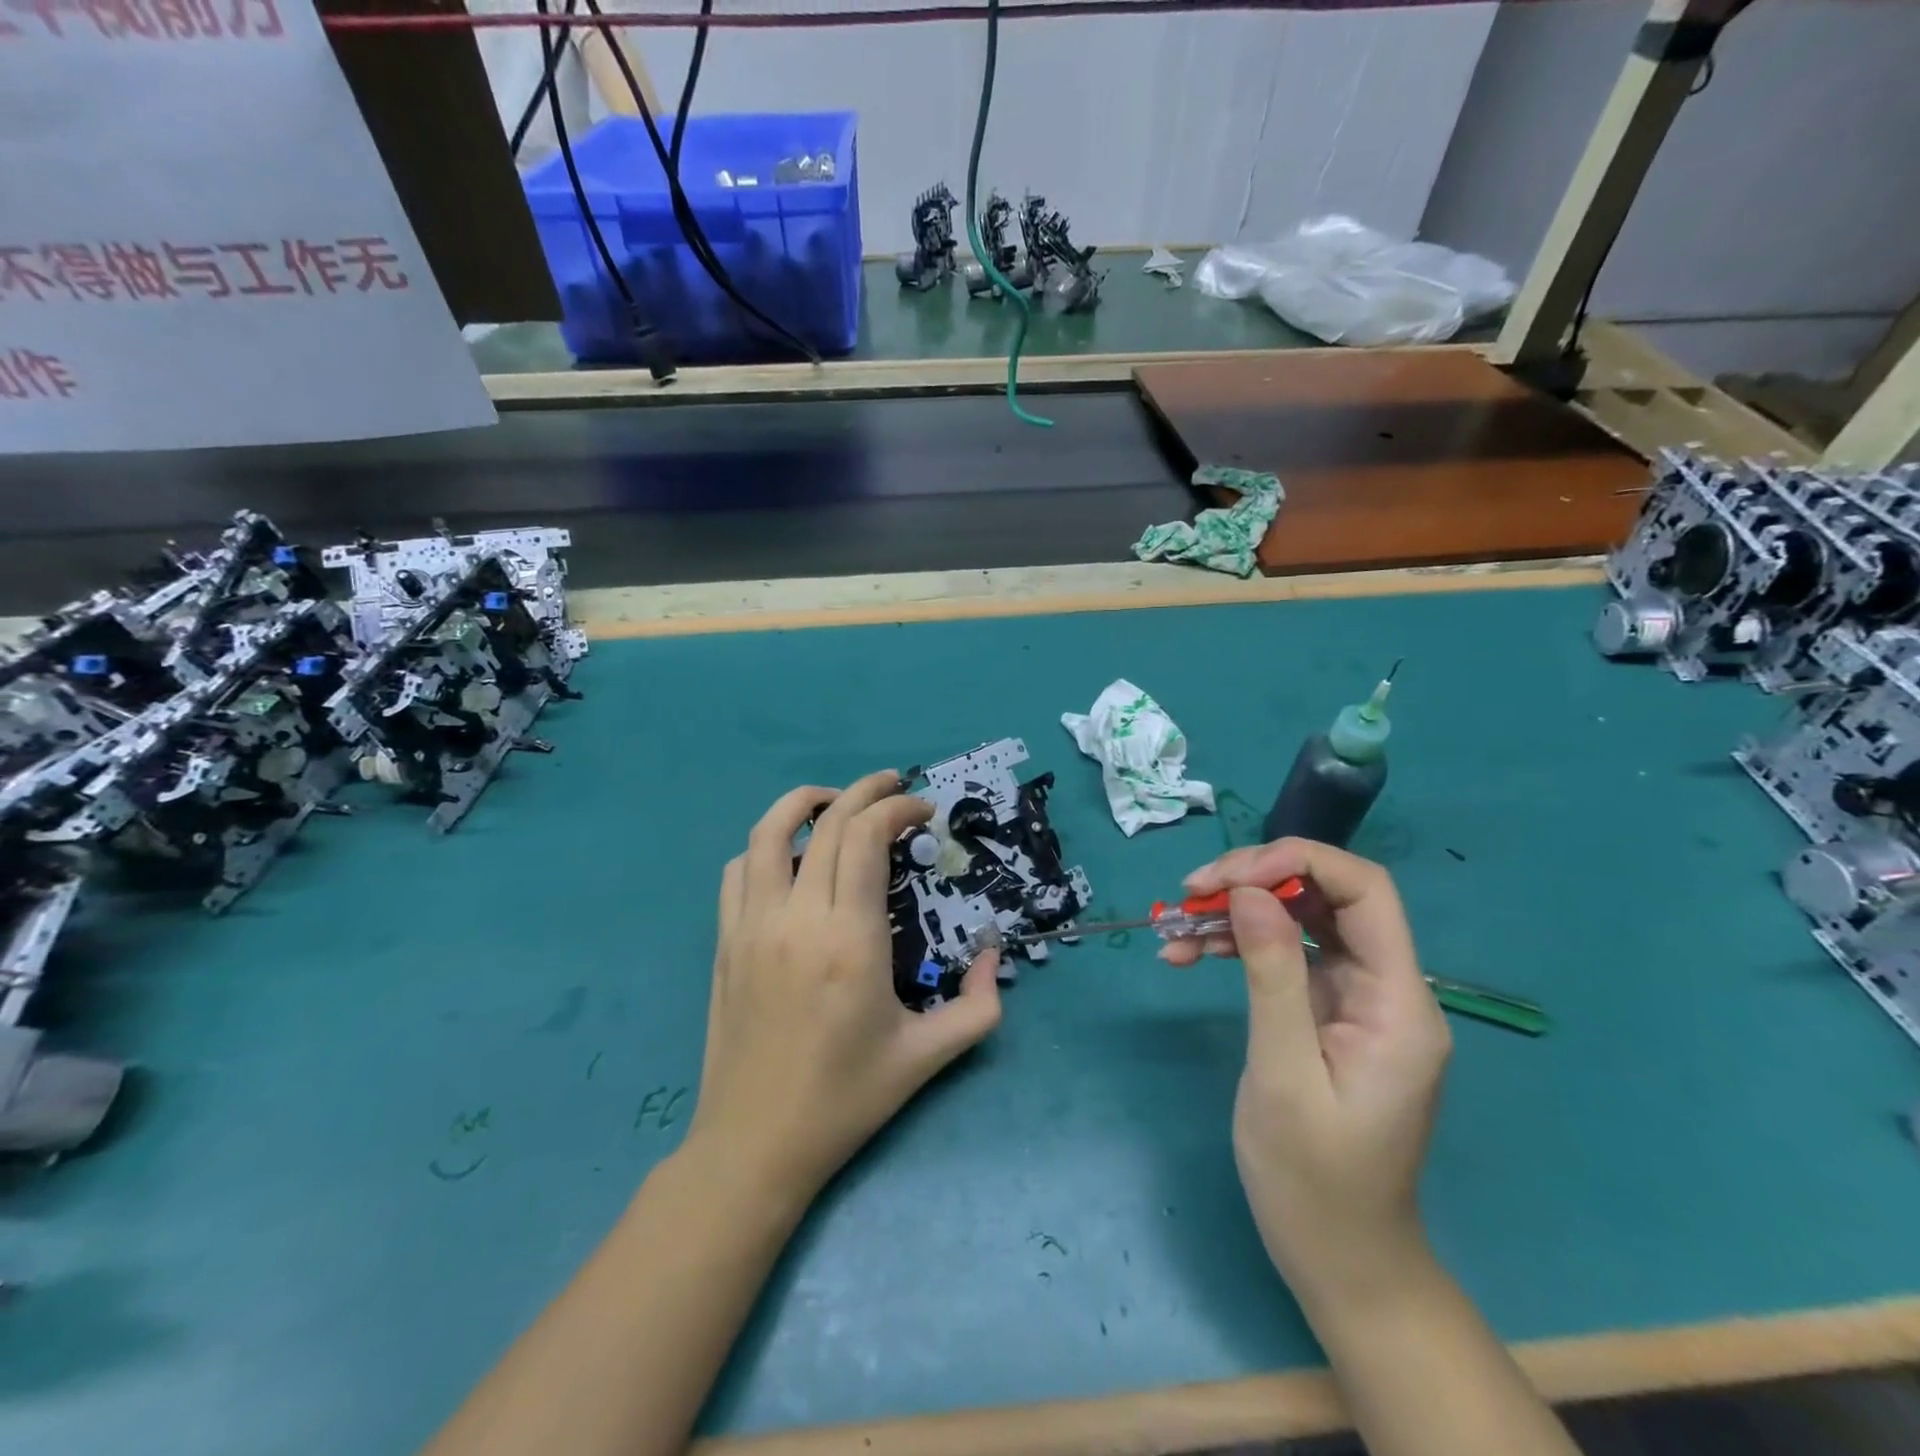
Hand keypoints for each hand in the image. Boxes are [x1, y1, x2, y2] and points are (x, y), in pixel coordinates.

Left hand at [688, 771, 1002, 1204]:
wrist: (755, 1143)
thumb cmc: (845, 1098)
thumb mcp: (928, 1057)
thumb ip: (978, 1005)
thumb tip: (991, 956)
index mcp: (850, 940)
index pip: (868, 838)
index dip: (898, 809)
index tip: (924, 812)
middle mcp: (797, 919)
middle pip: (828, 823)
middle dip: (866, 791)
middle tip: (894, 785)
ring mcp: (751, 927)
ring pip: (768, 833)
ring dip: (804, 802)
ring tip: (835, 801)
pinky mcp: (724, 942)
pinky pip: (737, 872)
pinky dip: (765, 847)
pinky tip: (790, 859)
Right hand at [1172, 838, 1449, 1306]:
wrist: (1340, 1260)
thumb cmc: (1315, 1181)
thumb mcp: (1283, 1074)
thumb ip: (1273, 975)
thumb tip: (1250, 892)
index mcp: (1398, 1002)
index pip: (1365, 891)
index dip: (1299, 862)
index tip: (1228, 877)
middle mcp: (1384, 988)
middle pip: (1327, 897)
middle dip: (1255, 882)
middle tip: (1189, 893)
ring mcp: (1354, 999)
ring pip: (1298, 921)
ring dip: (1236, 914)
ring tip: (1174, 928)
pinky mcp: (1325, 1013)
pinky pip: (1282, 957)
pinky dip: (1236, 947)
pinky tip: (1187, 955)